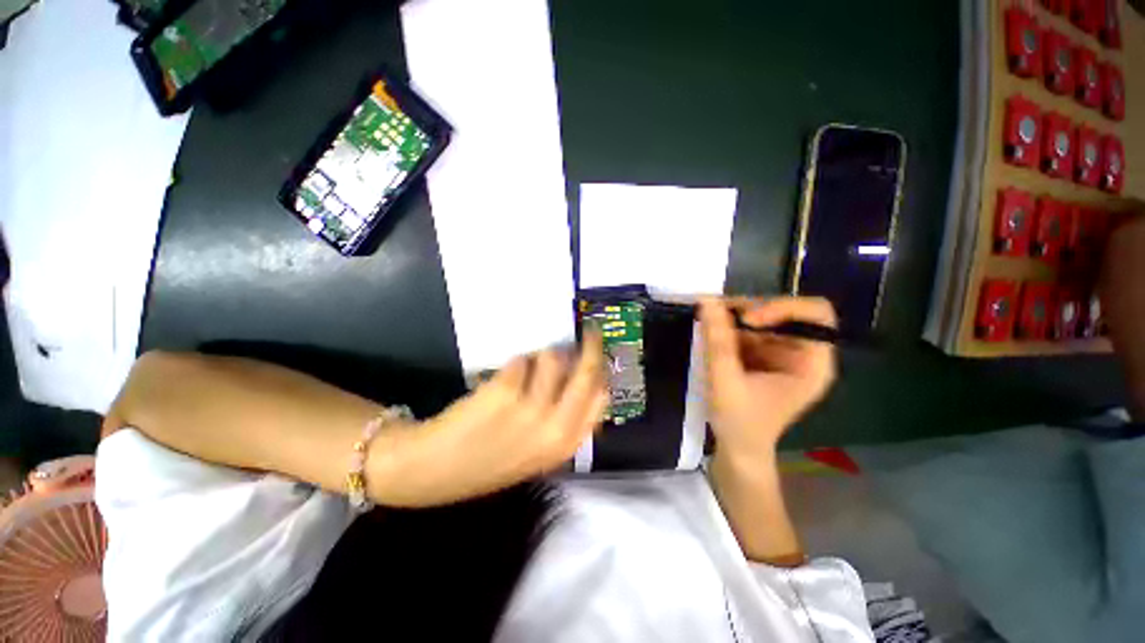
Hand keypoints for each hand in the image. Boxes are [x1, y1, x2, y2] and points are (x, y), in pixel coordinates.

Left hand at [373, 333, 607, 507]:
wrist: (432, 470)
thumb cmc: (488, 459)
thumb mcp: (537, 450)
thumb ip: (564, 418)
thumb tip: (578, 373)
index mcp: (565, 443)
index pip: (601, 397)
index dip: (601, 370)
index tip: (597, 354)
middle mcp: (555, 427)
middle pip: (587, 372)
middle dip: (590, 346)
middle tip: (588, 331)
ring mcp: (530, 409)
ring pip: (552, 358)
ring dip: (540, 358)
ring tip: (523, 372)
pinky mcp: (505, 391)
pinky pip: (520, 360)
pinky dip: (513, 365)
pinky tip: (498, 382)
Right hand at [699, 296, 836, 460]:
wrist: (738, 449)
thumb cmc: (740, 422)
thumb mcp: (725, 381)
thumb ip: (718, 341)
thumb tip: (708, 300)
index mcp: (812, 364)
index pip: (815, 314)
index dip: (782, 307)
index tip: (747, 320)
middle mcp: (803, 353)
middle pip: (785, 312)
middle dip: (750, 310)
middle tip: (717, 314)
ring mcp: (782, 353)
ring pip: (763, 317)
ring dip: (735, 317)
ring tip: (709, 323)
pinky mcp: (764, 356)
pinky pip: (749, 330)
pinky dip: (730, 327)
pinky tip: (712, 334)